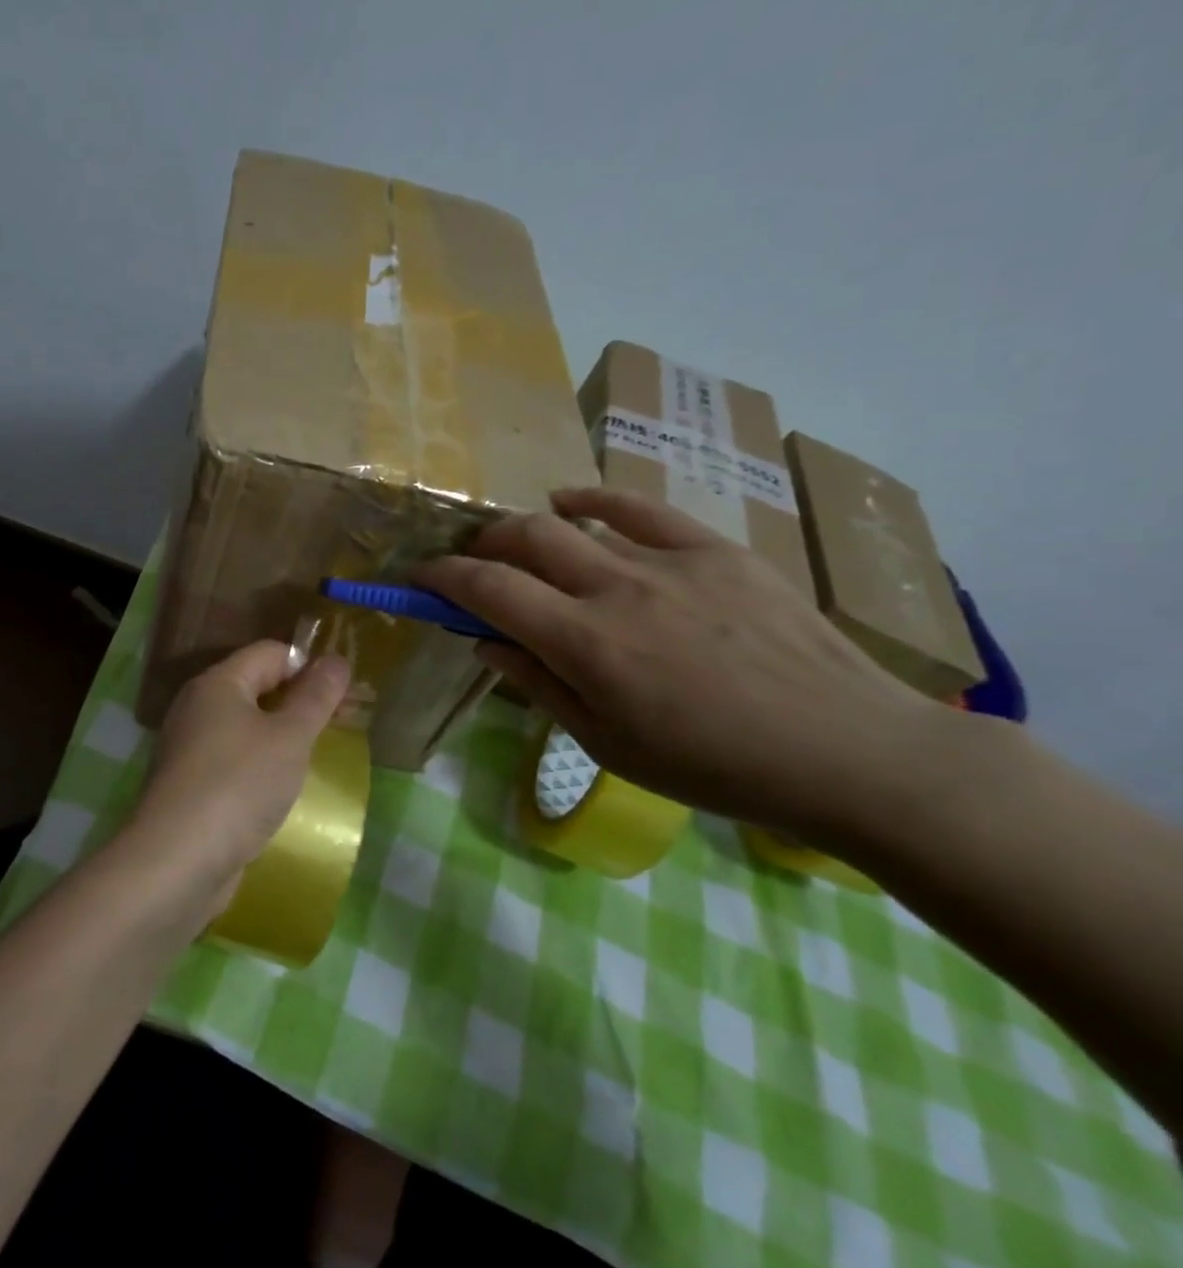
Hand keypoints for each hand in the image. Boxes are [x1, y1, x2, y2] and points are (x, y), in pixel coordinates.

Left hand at [121, 641, 350, 913]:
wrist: (178, 861)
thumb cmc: (238, 785)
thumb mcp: (289, 737)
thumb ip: (315, 697)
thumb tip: (336, 659)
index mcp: (218, 684)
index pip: (270, 653)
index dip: (310, 666)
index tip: (346, 694)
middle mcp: (198, 708)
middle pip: (257, 688)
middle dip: (300, 702)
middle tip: (344, 724)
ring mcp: (191, 749)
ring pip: (247, 728)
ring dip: (283, 737)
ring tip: (320, 756)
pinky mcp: (192, 786)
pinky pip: (235, 761)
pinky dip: (262, 767)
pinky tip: (284, 789)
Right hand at [419, 488, 938, 835]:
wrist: (846, 750)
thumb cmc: (713, 766)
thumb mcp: (607, 744)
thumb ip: (537, 685)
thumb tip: (484, 641)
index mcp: (585, 644)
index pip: (488, 589)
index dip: (443, 577)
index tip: (421, 578)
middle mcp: (616, 588)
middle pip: (523, 539)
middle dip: (481, 545)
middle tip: (471, 566)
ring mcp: (668, 560)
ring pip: (573, 522)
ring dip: (528, 530)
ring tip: (518, 545)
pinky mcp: (715, 548)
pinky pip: (640, 507)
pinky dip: (594, 501)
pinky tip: (572, 503)